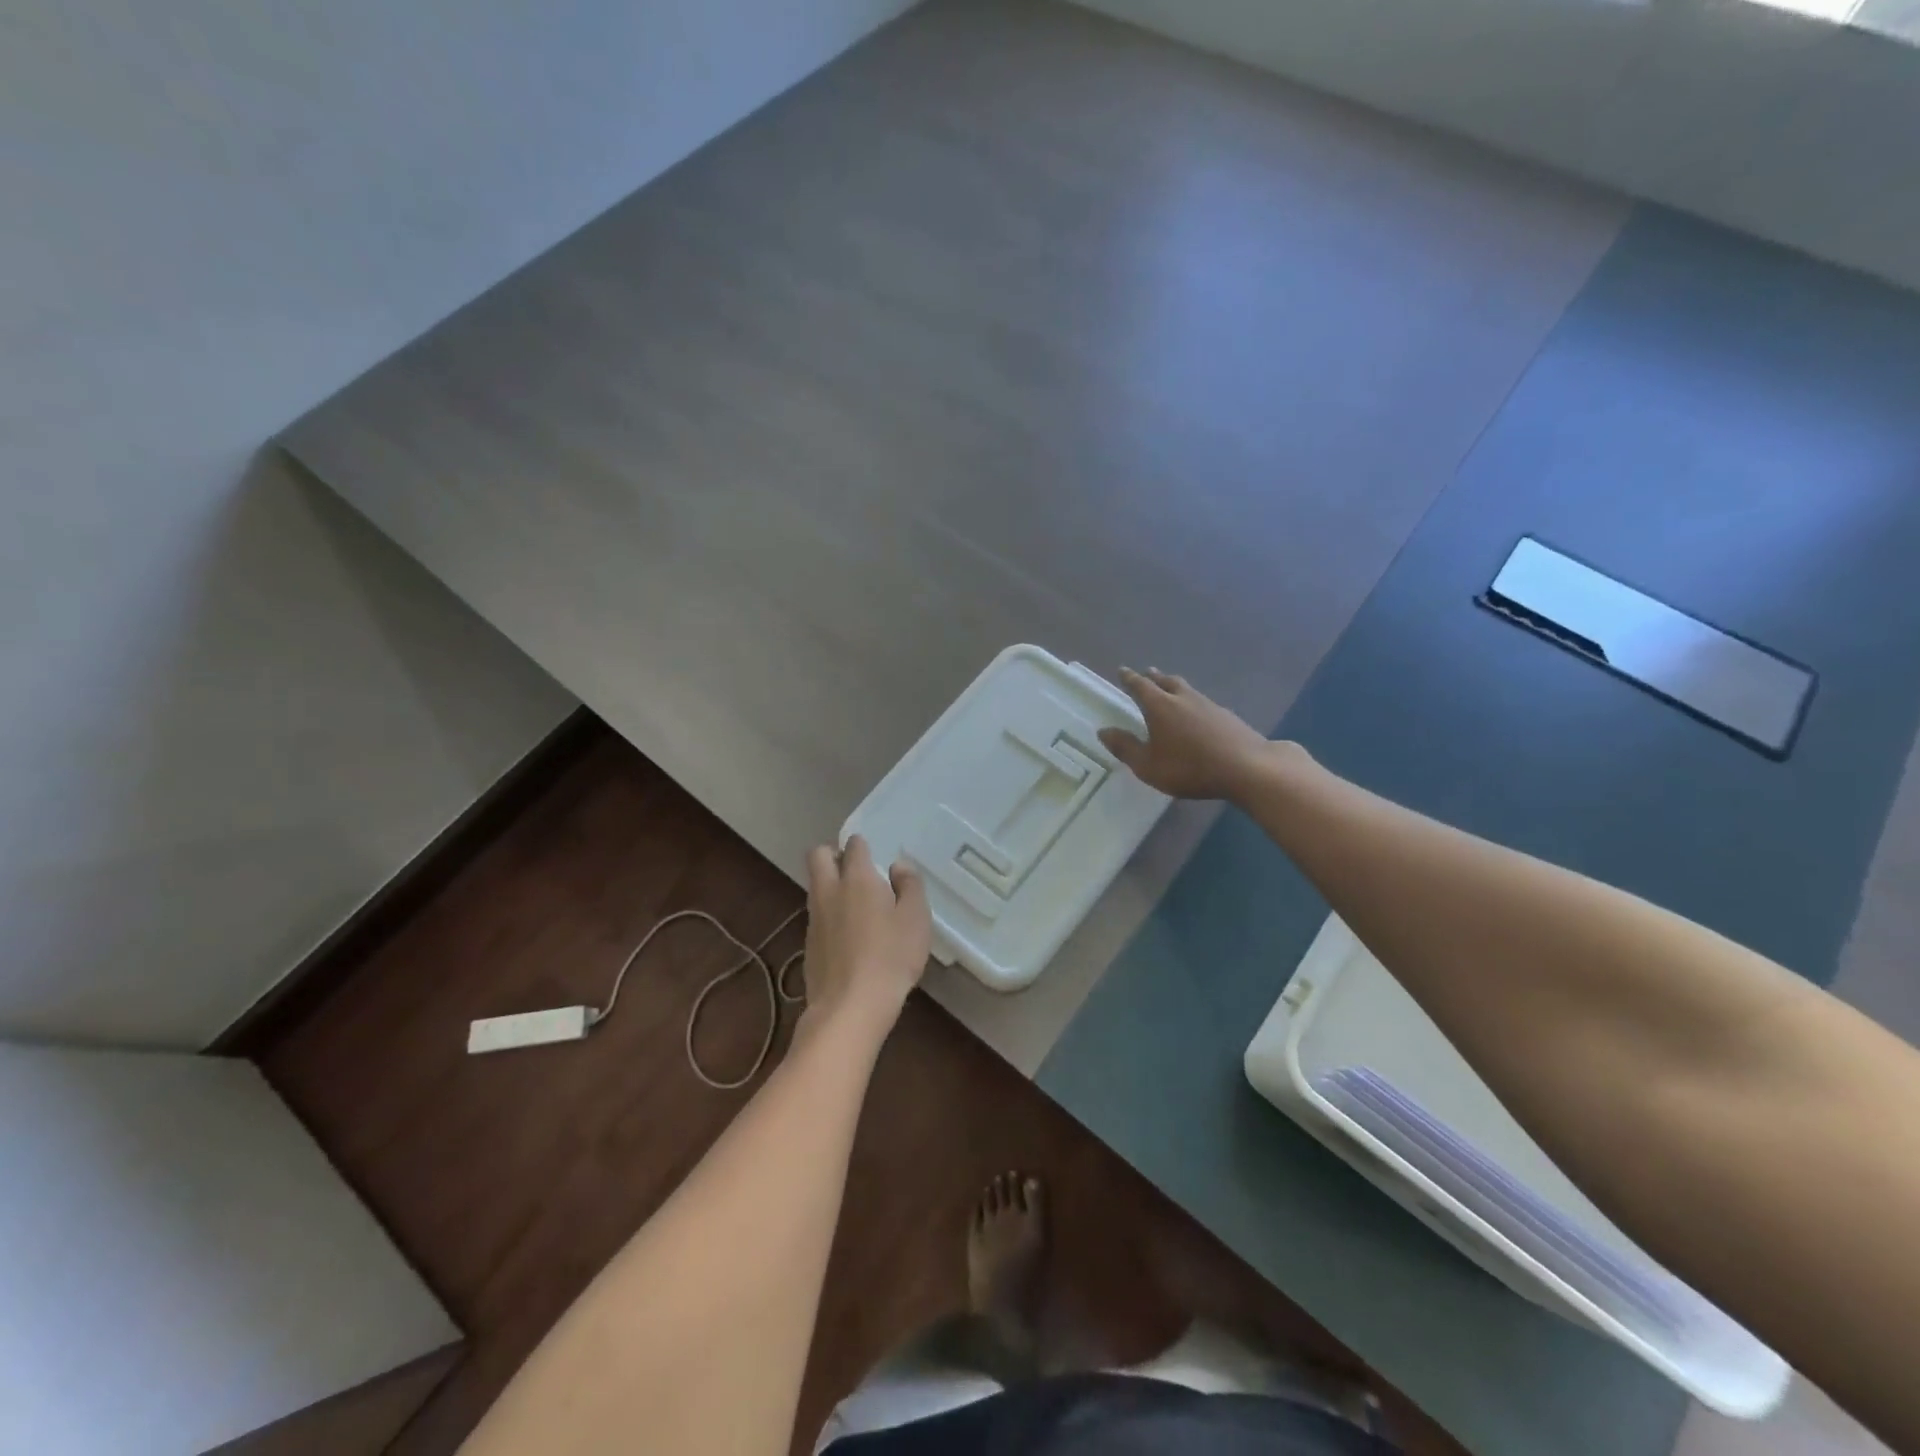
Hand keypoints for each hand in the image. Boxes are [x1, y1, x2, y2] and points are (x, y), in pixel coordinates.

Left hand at [801, 835, 930, 1031]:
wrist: (850, 1007)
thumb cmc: (891, 957)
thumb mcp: (916, 919)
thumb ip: (910, 886)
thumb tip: (898, 866)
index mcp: (857, 879)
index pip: (853, 845)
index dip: (862, 845)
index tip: (874, 854)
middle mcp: (829, 891)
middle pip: (818, 856)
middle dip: (832, 854)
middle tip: (854, 869)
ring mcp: (814, 919)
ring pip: (815, 887)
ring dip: (830, 886)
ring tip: (856, 905)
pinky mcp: (808, 945)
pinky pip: (816, 917)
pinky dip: (829, 916)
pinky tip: (848, 937)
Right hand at [1098, 667, 1272, 800]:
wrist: (1246, 767)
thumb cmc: (1189, 767)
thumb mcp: (1148, 765)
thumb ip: (1125, 748)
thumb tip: (1103, 731)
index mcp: (1159, 706)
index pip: (1140, 686)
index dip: (1129, 678)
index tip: (1122, 671)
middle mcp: (1183, 698)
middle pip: (1166, 681)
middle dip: (1154, 677)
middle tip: (1147, 672)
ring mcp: (1208, 705)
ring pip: (1187, 689)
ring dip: (1175, 685)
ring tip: (1170, 686)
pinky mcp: (1227, 716)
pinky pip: (1203, 702)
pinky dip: (1193, 702)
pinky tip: (1197, 712)